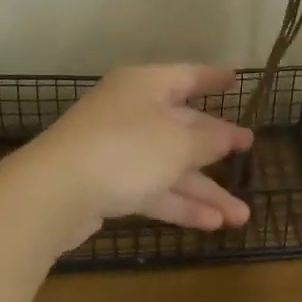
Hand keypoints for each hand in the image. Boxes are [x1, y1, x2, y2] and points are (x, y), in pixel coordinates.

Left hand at [12, 65, 254, 252]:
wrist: (53, 192)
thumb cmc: (125, 150)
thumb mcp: (178, 143)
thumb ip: (208, 140)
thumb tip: (227, 136)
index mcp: (146, 85)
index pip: (188, 76)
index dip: (213, 79)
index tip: (236, 79)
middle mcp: (132, 111)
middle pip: (182, 125)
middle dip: (217, 147)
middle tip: (248, 152)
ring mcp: (118, 149)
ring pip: (171, 165)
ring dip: (205, 190)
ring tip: (241, 217)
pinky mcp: (107, 184)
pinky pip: (153, 189)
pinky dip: (180, 204)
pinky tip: (211, 225)